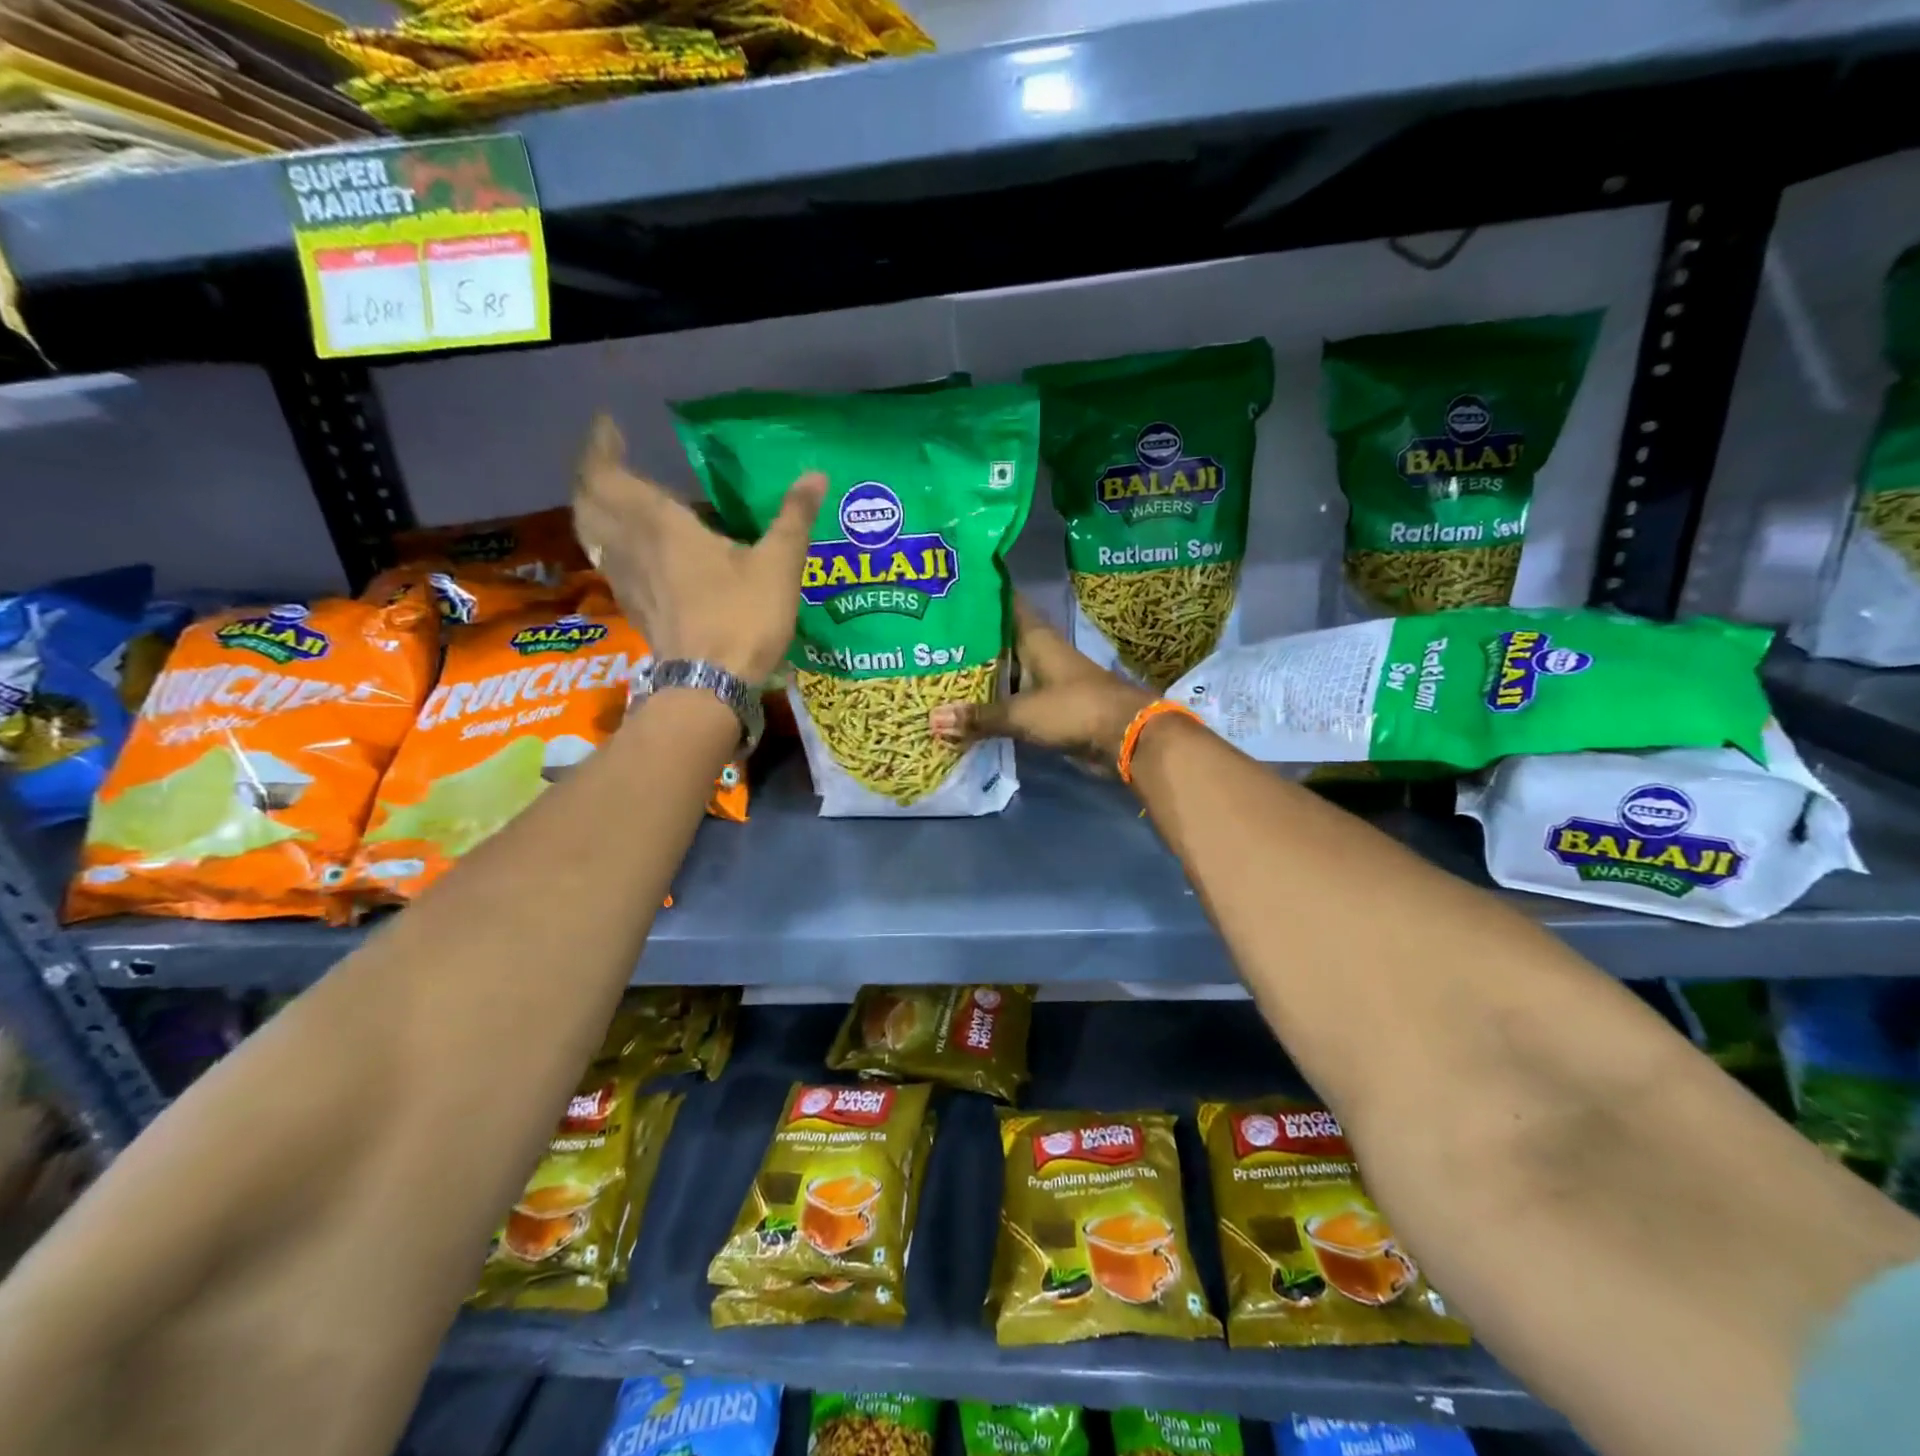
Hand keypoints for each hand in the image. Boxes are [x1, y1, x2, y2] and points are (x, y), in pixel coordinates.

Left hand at [573, 415, 824, 683]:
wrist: (709, 686)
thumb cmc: (742, 618)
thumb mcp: (778, 566)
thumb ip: (793, 518)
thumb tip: (815, 475)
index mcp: (660, 525)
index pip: (608, 474)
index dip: (600, 446)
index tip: (608, 425)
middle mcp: (632, 546)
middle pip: (589, 501)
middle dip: (592, 474)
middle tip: (610, 458)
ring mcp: (626, 579)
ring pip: (591, 532)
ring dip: (594, 507)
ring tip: (616, 496)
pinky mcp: (634, 607)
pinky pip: (607, 560)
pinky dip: (608, 541)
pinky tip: (632, 548)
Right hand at [929, 596, 1153, 767]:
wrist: (1125, 738)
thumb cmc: (1075, 709)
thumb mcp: (1022, 712)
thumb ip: (979, 716)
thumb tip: (931, 720)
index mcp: (1035, 638)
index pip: (1003, 604)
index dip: (977, 594)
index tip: (946, 590)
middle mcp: (1038, 653)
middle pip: (996, 642)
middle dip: (965, 643)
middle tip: (923, 639)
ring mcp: (1043, 681)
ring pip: (1002, 673)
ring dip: (976, 677)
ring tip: (933, 674)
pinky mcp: (1047, 708)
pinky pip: (1010, 702)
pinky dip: (990, 705)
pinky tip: (961, 710)